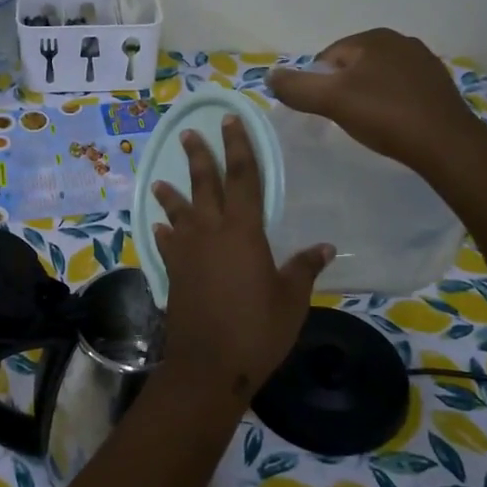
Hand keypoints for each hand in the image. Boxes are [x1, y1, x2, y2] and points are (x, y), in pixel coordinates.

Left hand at [150, 117, 331, 400]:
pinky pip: (167, 243)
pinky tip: (161, 228)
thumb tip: (325, 246)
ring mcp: (186, 252)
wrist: (209, 365)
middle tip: (188, 133)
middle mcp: (210, 232)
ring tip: (162, 180)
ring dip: (171, 193)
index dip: (239, 146)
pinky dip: (165, 232)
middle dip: (198, 156)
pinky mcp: (173, 272)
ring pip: (178, 212)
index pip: (243, 177)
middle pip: (204, 185)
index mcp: (243, 231)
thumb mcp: (291, 299)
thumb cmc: (257, 330)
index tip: (231, 120)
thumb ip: (304, 268)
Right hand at [267, 28, 483, 169]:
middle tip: (344, 119)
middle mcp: (401, 41)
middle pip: (353, 66)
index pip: (327, 57)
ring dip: (367, 97)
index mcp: (374, 38)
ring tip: (368, 124)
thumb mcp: (331, 101)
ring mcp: (424, 62)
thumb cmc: (385, 115)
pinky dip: (390, 104)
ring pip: (377, 78)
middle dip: (343, 90)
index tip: (324, 111)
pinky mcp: (439, 85)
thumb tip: (269, 76)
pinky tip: (393, 124)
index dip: (318, 85)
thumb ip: (296, 87)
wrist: (446, 144)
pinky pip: (400, 90)